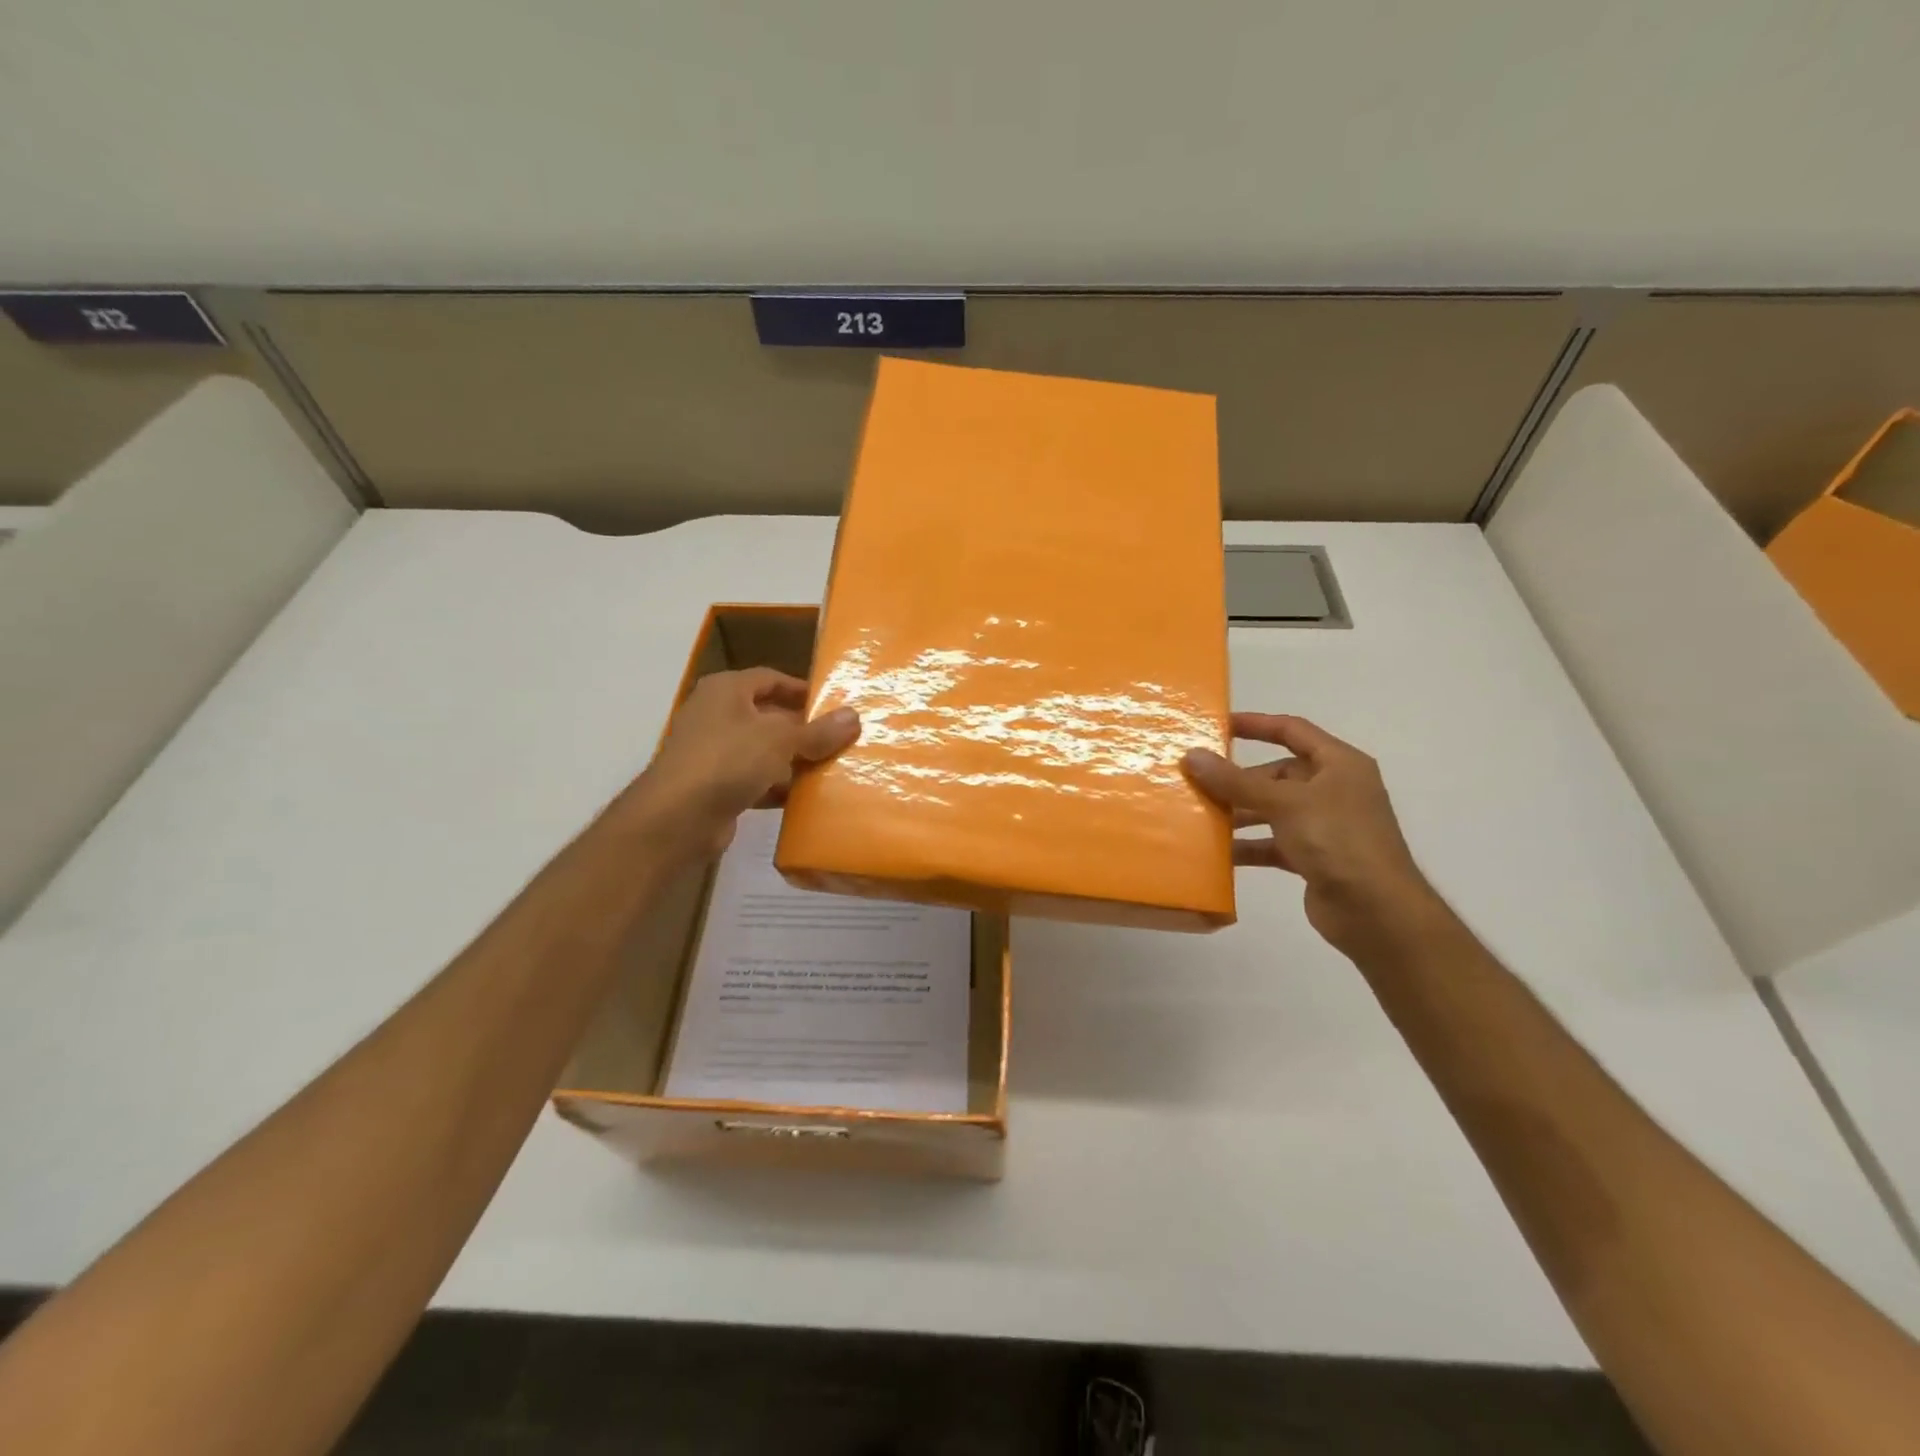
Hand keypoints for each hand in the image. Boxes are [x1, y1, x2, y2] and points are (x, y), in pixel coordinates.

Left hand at [628, 668, 859, 858]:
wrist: (676, 818)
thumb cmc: (728, 760)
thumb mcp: (780, 740)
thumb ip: (818, 731)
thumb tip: (854, 716)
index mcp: (726, 690)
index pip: (770, 678)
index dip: (801, 688)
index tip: (833, 703)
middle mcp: (716, 715)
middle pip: (768, 716)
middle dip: (803, 729)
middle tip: (840, 739)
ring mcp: (713, 753)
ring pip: (763, 751)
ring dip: (793, 761)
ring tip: (832, 768)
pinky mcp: (715, 787)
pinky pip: (754, 780)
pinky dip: (777, 787)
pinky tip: (805, 798)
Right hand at [1183, 713, 1437, 959]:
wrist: (1377, 912)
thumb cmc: (1338, 840)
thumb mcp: (1285, 803)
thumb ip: (1236, 781)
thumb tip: (1192, 756)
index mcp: (1339, 764)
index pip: (1292, 730)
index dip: (1255, 724)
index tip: (1217, 726)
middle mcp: (1334, 790)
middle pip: (1278, 774)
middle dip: (1239, 779)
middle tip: (1198, 781)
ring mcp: (1325, 825)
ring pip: (1273, 809)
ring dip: (1240, 813)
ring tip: (1200, 816)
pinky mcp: (1315, 857)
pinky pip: (1273, 843)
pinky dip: (1249, 845)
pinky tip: (1218, 853)